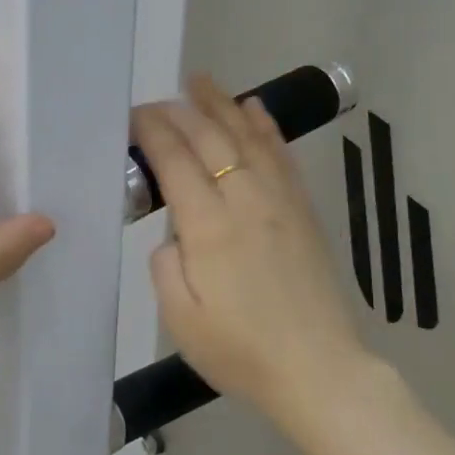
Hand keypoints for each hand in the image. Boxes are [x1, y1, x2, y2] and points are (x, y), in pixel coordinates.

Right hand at [132, 75, 380, 422]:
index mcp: (209, 229)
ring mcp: (280, 202)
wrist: (319, 372)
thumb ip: (164, 265)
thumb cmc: (241, 353)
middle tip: (157, 99)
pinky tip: (254, 109)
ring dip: (222, 105)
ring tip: (201, 82)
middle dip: (180, 112)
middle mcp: (245, 202)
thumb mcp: (180, 320)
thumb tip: (172, 232)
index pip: (175, 161)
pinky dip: (266, 127)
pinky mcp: (303, 211)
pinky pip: (282, 156)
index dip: (153, 132)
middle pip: (210, 139)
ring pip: (248, 137)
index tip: (134, 117)